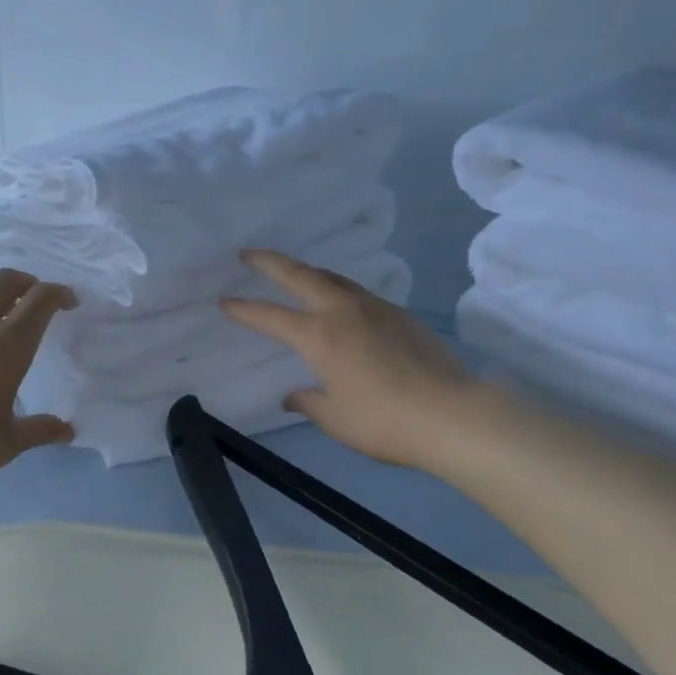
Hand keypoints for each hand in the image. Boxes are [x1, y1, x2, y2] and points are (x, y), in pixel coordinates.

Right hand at [221, 249, 485, 471]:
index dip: (245, 309)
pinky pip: (359, 292)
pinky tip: (342, 303)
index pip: (271, 317)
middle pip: (300, 275)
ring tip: (295, 272)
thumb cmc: (384, 421)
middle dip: (270, 262)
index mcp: (319, 336)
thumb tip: (293, 395)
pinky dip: (338, 289)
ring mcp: (375, 308)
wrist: (451, 413)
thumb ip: (309, 402)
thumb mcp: (337, 419)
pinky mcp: (400, 314)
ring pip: (333, 278)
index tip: (224, 301)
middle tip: (248, 253)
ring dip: (308, 271)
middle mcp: (343, 311)